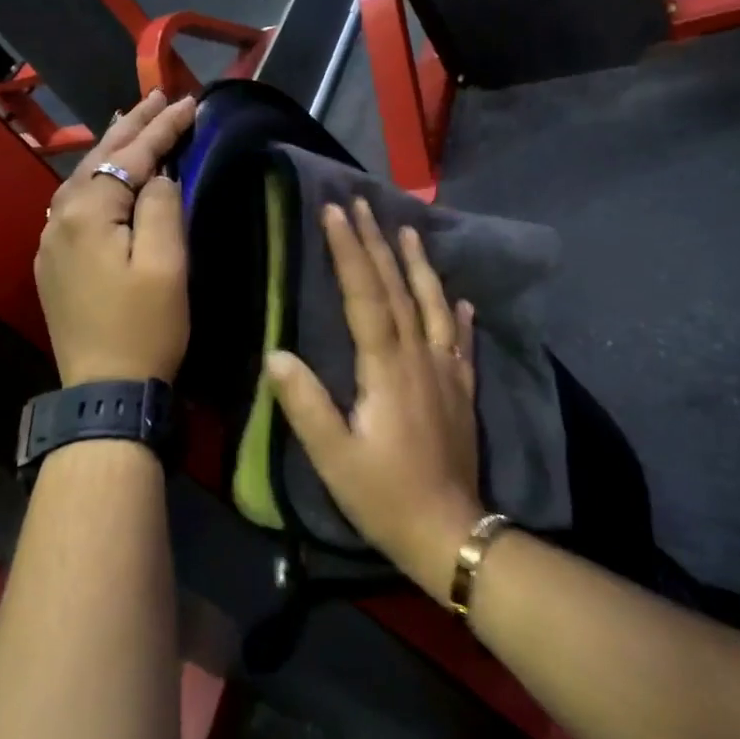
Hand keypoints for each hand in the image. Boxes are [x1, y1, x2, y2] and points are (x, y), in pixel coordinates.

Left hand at [35, 89, 197, 388]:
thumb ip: (163, 206)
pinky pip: (75, 202)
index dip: (163, 127)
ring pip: (84, 178)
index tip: (191, 102)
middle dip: (134, 126)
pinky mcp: (54, 261)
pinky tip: (105, 173)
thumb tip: (159, 175)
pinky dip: (97, 178)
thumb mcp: (166, 265)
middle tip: (160, 95)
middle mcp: (59, 216)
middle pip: (101, 158)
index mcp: (88, 212)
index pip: (132, 156)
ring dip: (112, 149)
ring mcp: (51, 240)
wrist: (104, 391)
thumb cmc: (144, 328)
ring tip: (132, 121)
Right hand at [267, 200, 480, 604]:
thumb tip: (277, 354)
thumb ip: (306, 404)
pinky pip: (462, 342)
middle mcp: (420, 357)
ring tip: (409, 229)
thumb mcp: (334, 457)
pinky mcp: (462, 391)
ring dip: (419, 265)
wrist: (452, 534)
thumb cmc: (384, 495)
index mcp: (386, 367)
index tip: (335, 213)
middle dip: (377, 242)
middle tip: (362, 203)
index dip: (349, 252)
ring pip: (434, 305)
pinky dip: (461, 315)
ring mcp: (446, 372)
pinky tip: (462, 300)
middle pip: (398, 289)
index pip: (365, 295)